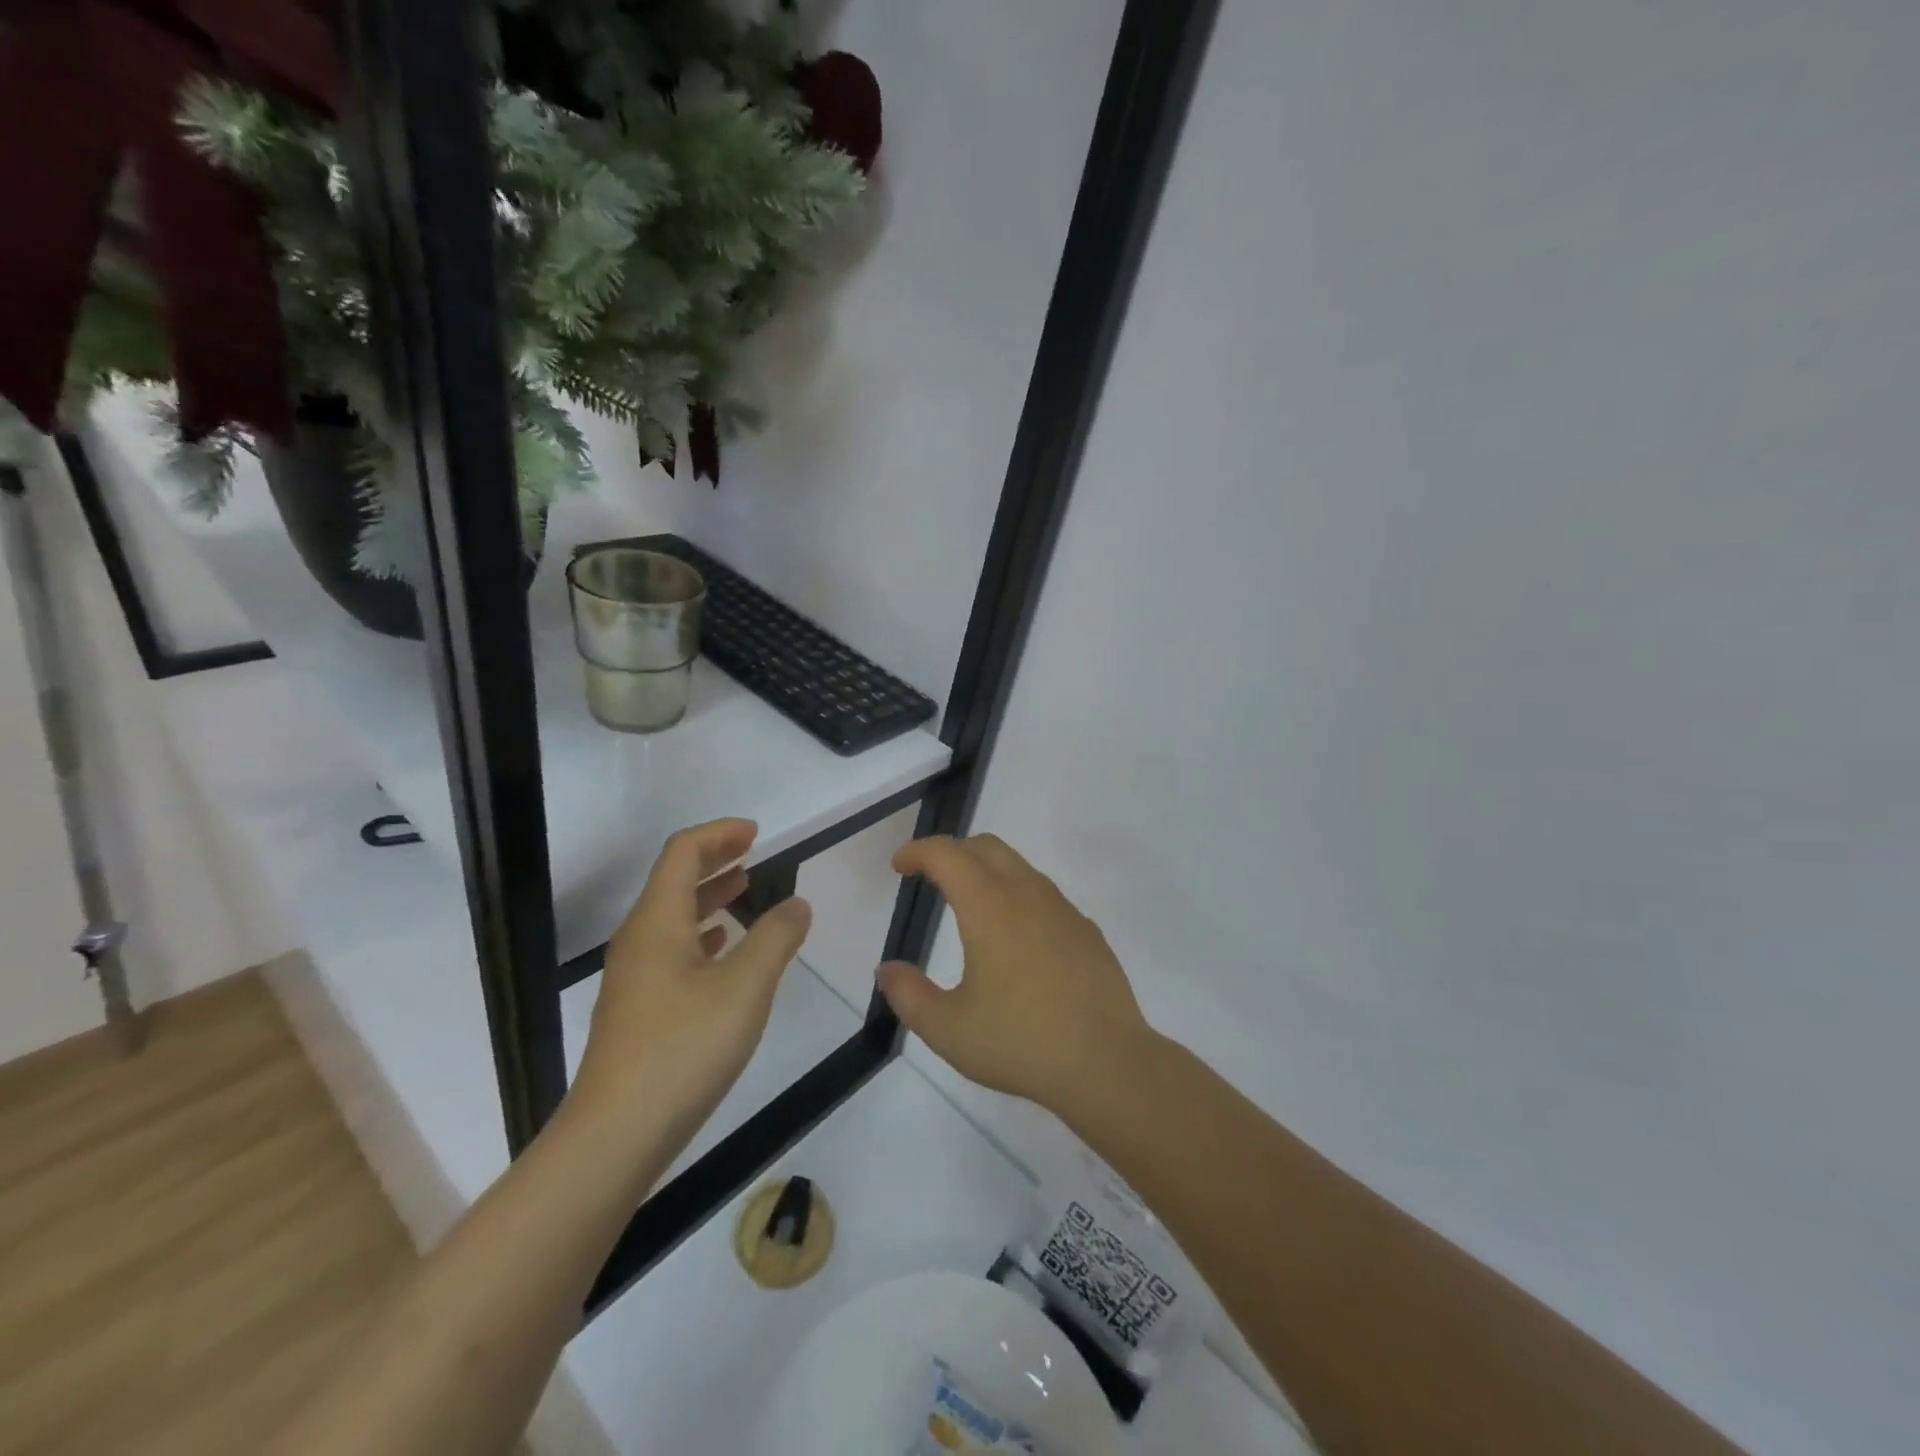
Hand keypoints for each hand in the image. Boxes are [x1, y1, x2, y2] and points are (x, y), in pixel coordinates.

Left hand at [570, 819, 810, 1150]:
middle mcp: (639, 940)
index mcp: (658, 921)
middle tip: (754, 854)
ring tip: (745, 893)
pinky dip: (702, 935)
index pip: (682, 853)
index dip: (719, 834)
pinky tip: (723, 950)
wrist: (616, 1135)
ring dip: (709, 896)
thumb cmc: (684, 1048)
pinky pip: (671, 950)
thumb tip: (797, 904)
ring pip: (673, 917)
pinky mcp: (638, 1010)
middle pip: (673, 880)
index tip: (757, 834)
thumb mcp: (746, 987)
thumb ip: (776, 938)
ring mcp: (634, 977)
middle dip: (714, 860)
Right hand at [875, 834, 1154, 1119]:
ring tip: (969, 907)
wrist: (1106, 1062)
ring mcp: (1062, 909)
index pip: (947, 854)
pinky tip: (1015, 940)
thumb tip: (887, 970)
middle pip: (985, 847)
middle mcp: (1027, 894)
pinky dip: (1017, 896)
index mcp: (989, 906)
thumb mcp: (948, 1029)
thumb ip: (909, 995)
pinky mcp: (1086, 930)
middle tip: (929, 877)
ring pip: (1019, 867)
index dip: (917, 851)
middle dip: (952, 852)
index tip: (899, 866)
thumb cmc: (1020, 1041)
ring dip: (987, 871)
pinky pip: (1044, 895)